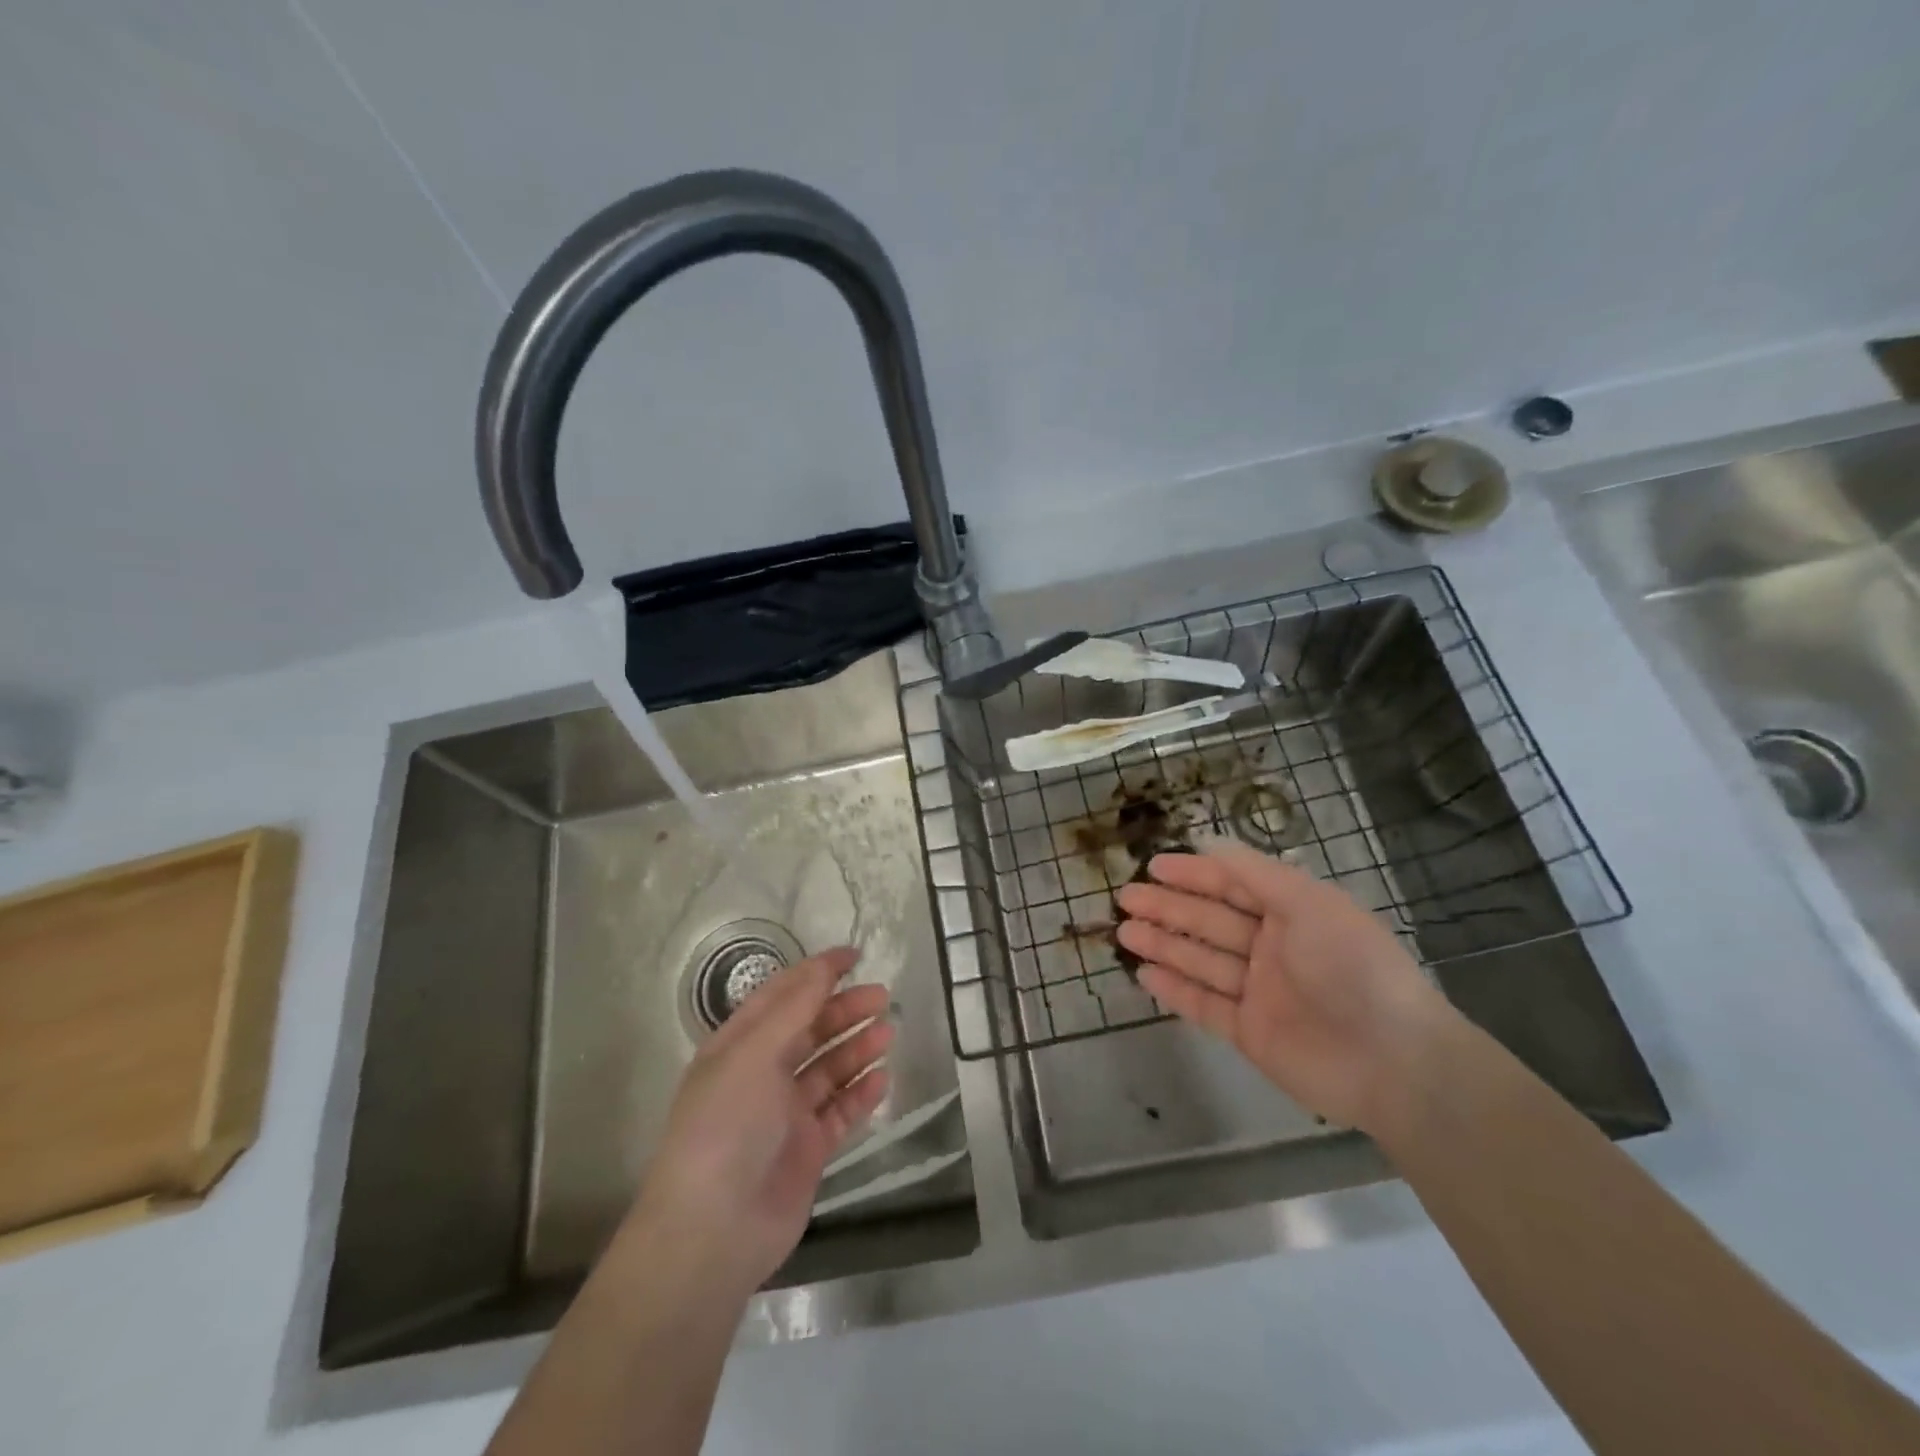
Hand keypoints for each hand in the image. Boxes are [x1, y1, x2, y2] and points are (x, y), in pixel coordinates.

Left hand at [624, 947, 890, 1301]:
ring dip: (857, 1048)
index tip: (854, 956)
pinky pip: (840, 1112)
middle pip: (809, 1030)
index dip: (816, 973)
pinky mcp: (807, 1150)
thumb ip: (794, 1009)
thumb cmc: (726, 1126)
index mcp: (738, 1046)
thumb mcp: (753, 1055)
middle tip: (882, 997)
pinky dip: (860, 1094)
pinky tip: (882, 1079)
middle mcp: (761, 1074)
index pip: (781, 996)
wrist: (713, 1231)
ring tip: (888, 1033)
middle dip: (844, 1010)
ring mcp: (785, 1114)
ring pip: (828, 1069)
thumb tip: (824, 966)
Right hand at [1114, 841, 1455, 1133]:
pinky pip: (1204, 1004)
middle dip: (1168, 908)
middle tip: (1125, 899)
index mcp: (1291, 912)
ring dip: (1163, 944)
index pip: (1231, 885)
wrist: (1394, 1061)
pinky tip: (1144, 974)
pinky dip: (1175, 989)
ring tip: (1124, 933)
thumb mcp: (1308, 903)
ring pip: (1201, 960)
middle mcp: (1273, 947)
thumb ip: (1255, 873)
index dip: (1192, 874)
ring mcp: (1259, 991)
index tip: (1152, 866)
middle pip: (1209, 921)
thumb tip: (1209, 843)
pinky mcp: (1250, 1032)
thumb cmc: (1351, 966)